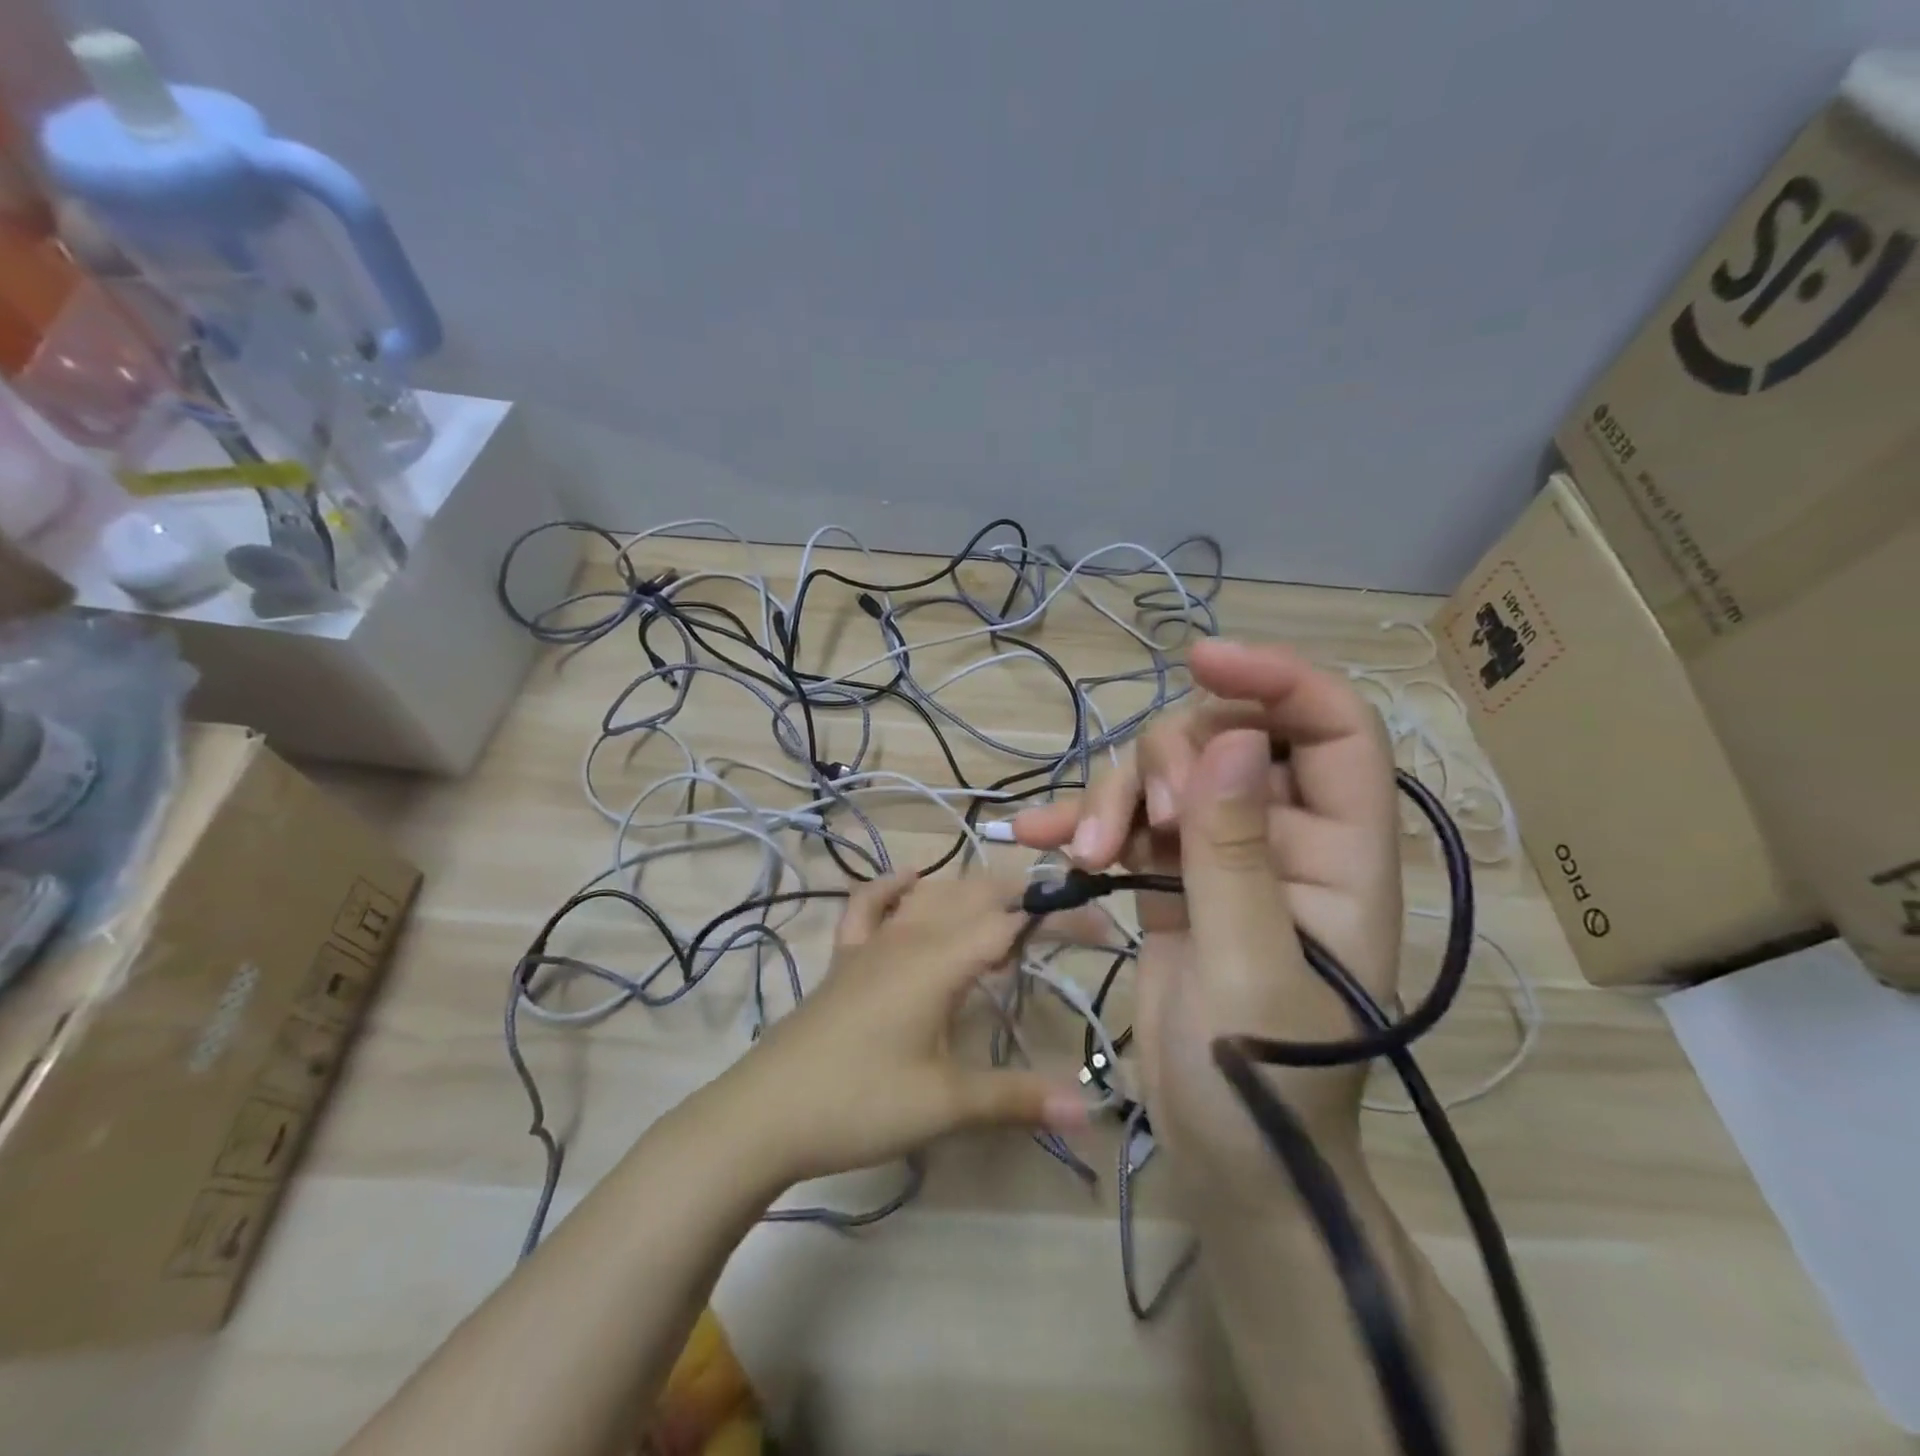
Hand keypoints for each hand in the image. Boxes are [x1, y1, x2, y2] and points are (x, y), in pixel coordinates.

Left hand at [713, 874, 1089, 1187]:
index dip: (1058, 917)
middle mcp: (909, 937)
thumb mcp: (946, 1103)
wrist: (765, 1113)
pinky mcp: (844, 960)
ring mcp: (871, 945)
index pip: (1011, 922)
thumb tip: (1092, 1108)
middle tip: (1065, 921)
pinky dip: (891, 888)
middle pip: (973, 895)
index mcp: (939, 960)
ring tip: (1008, 911)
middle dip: (1022, 896)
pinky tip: (909, 879)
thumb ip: (1017, 1098)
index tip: (1101, 927)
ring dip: (972, 892)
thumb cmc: (860, 1103)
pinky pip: (869, 908)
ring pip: (929, 897)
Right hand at [1013, 639, 1401, 1193]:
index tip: (1201, 660)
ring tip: (1084, 854)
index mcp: (1341, 851)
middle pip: (1225, 735)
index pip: (1334, 726)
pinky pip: (1126, 818)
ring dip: (1114, 795)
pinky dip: (1084, 822)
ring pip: (1164, 772)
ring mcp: (1220, 851)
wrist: (1227, 1158)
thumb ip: (1237, 853)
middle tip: (1134, 825)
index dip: (1278, 677)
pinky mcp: (1169, 874)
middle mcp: (1284, 835)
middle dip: (1166, 760)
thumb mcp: (1248, 968)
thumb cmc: (1263, 1083)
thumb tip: (1229, 739)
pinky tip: (1041, 839)